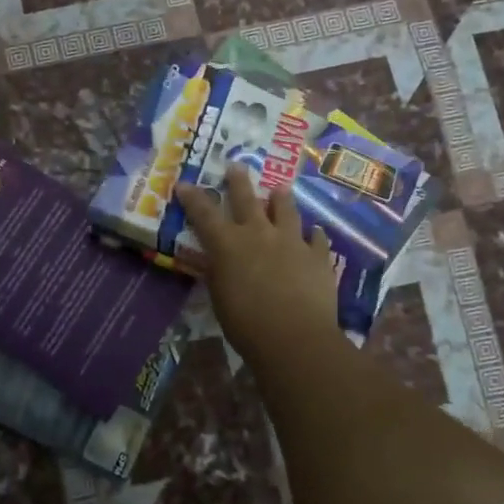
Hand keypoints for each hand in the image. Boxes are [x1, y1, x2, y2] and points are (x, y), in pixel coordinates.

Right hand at [177, 168, 340, 366]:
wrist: (295, 338)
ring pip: (286, 210)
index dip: (193, 197)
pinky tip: (315, 233)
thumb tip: (220, 262)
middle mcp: (259, 233)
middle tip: (236, 165)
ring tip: (281, 189)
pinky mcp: (318, 256)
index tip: (184, 183)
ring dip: (281, 199)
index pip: (204, 213)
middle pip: (247, 199)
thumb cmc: (246, 323)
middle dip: (238, 181)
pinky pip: (317, 239)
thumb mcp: (220, 297)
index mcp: (228, 244)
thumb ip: (219, 274)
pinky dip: (314, 235)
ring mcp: (292, 242)